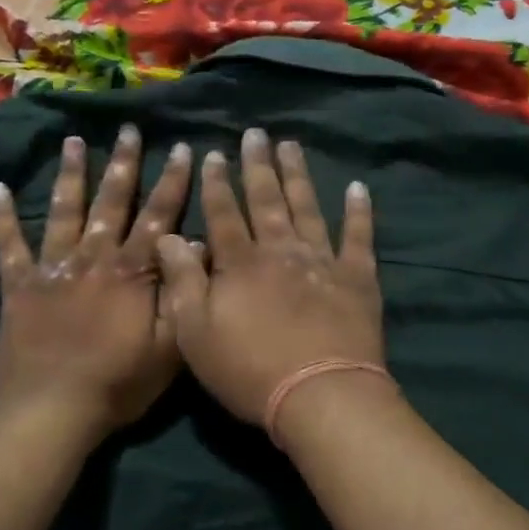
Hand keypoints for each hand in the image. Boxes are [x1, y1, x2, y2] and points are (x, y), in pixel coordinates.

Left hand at [0, 126, 190, 440]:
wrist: (52, 411)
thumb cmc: (118, 384)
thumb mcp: (169, 348)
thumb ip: (182, 294)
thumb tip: (196, 246)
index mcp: (131, 272)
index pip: (159, 217)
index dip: (173, 182)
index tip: (182, 148)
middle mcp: (93, 258)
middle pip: (112, 202)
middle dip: (123, 163)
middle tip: (128, 128)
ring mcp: (52, 268)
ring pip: (64, 211)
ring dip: (70, 174)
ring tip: (72, 141)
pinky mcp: (19, 286)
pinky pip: (10, 245)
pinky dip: (3, 217)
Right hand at [156, 128, 383, 426]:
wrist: (320, 396)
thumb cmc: (248, 370)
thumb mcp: (195, 333)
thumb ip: (182, 280)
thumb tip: (169, 236)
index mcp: (240, 263)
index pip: (223, 213)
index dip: (215, 183)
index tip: (212, 154)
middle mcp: (280, 250)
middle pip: (266, 199)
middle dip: (257, 165)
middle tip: (255, 134)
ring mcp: (322, 261)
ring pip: (307, 207)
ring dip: (298, 175)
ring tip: (291, 145)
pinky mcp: (357, 279)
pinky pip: (359, 237)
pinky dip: (358, 212)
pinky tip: (357, 188)